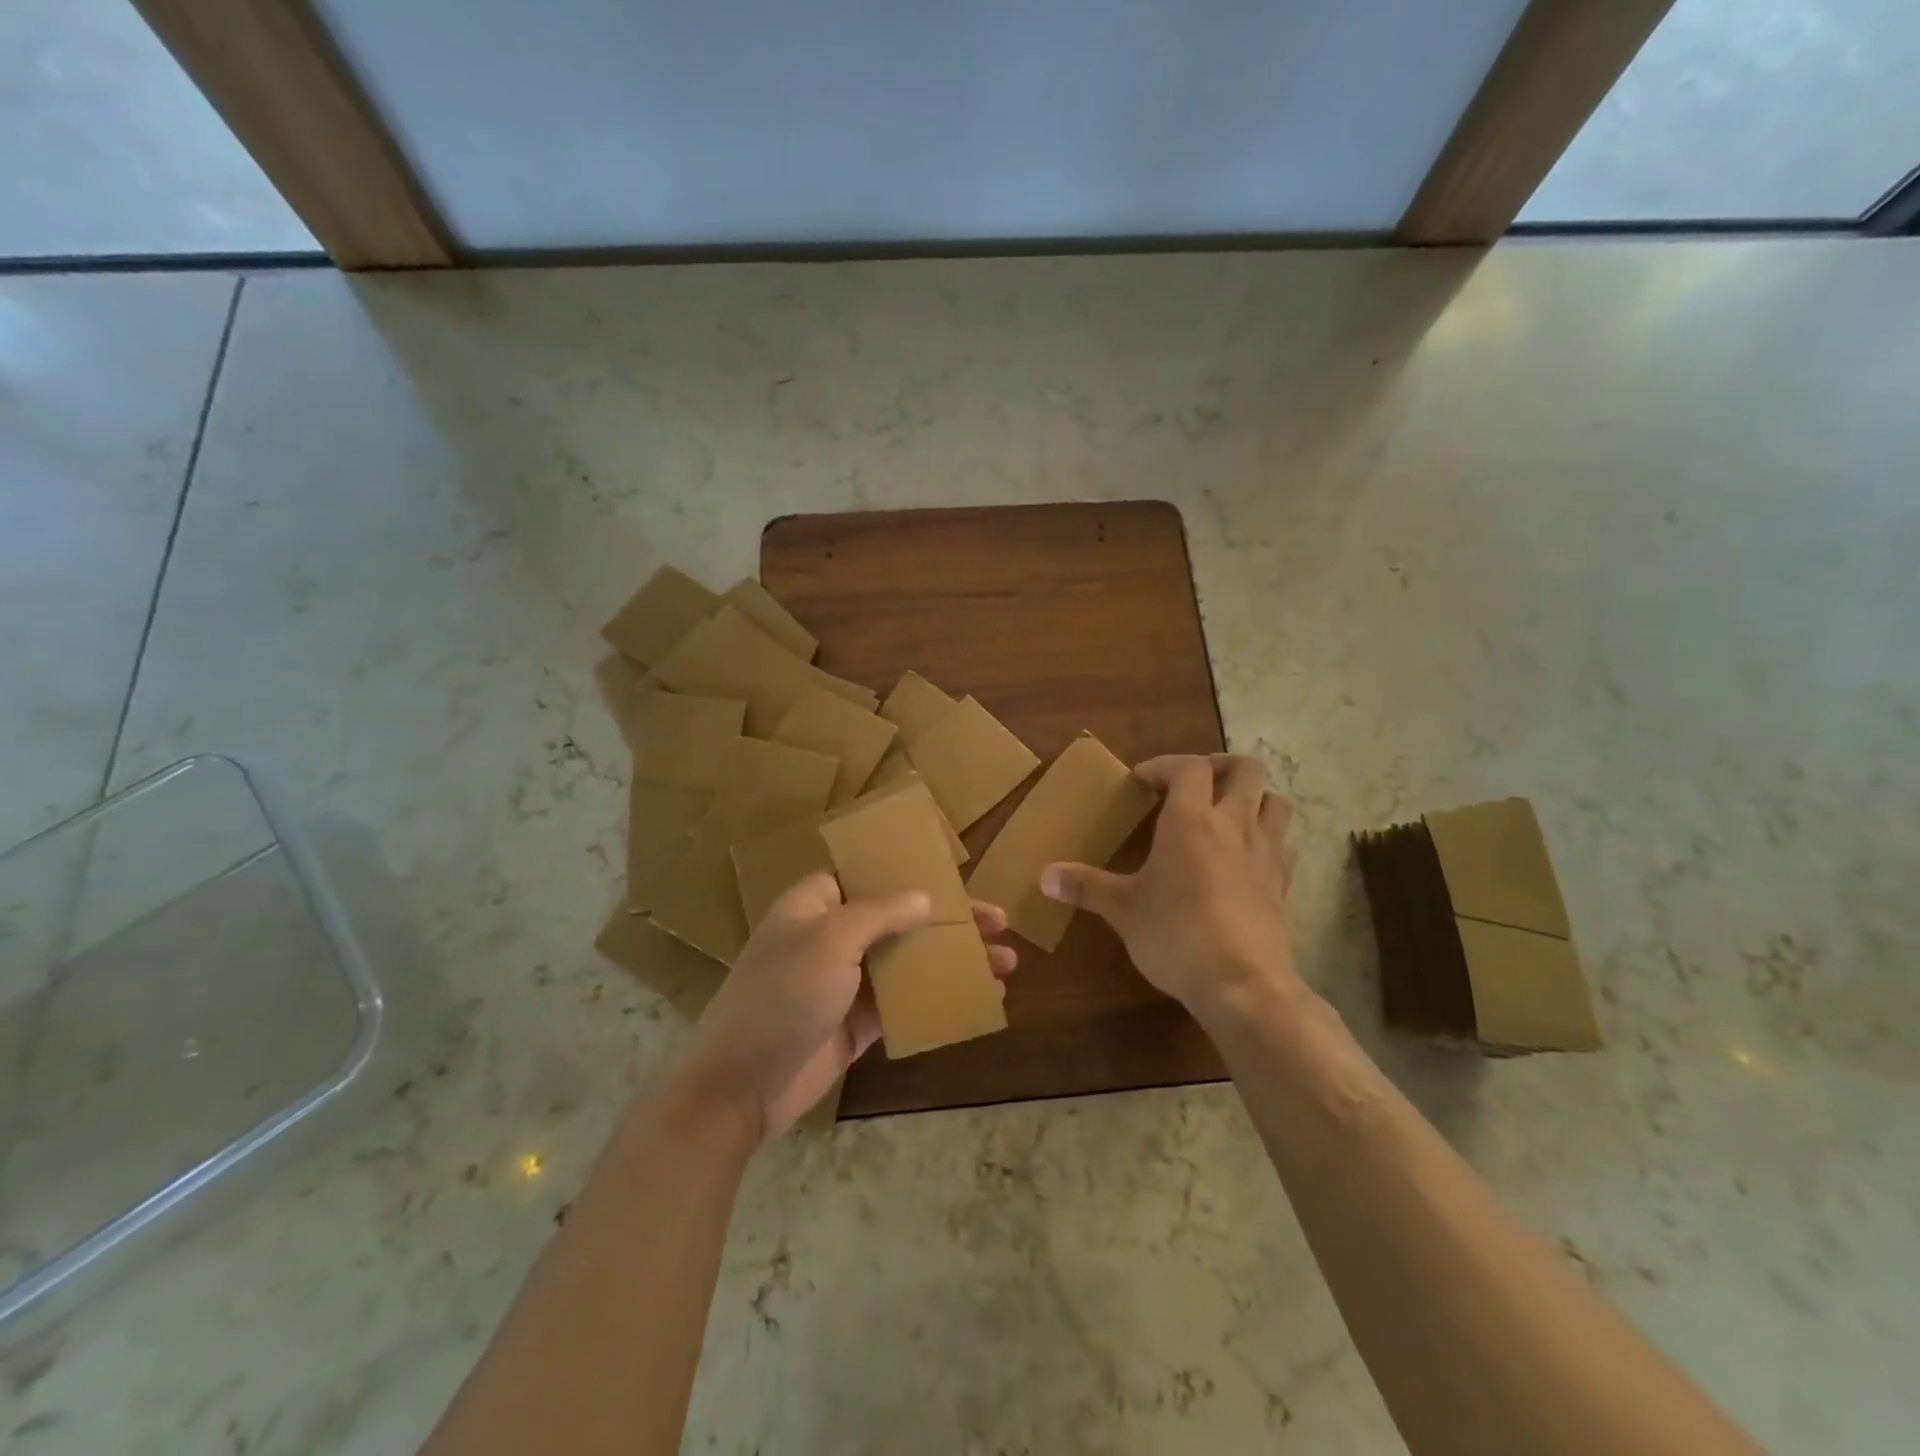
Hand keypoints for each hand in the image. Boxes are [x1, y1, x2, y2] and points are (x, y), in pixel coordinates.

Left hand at [680, 872, 1016, 1142]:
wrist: (739, 1087)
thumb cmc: (781, 996)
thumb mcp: (829, 940)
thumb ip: (879, 914)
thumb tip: (924, 898)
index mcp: (817, 904)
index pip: (869, 875)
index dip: (911, 872)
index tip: (955, 875)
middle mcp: (833, 936)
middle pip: (900, 917)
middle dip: (950, 920)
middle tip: (999, 922)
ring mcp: (846, 981)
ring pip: (909, 961)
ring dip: (954, 960)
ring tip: (1005, 963)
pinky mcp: (858, 1022)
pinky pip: (906, 1002)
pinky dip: (940, 998)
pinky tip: (979, 999)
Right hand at [1040, 754, 1297, 1022]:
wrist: (1243, 986)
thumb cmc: (1175, 935)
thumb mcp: (1122, 910)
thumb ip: (1085, 887)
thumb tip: (1044, 876)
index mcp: (1191, 821)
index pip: (1188, 767)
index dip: (1164, 764)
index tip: (1141, 781)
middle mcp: (1234, 826)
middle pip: (1246, 768)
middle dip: (1219, 766)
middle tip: (1193, 784)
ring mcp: (1266, 855)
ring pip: (1276, 801)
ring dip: (1253, 797)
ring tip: (1226, 813)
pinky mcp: (1283, 886)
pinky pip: (1283, 845)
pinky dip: (1268, 839)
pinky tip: (1246, 859)